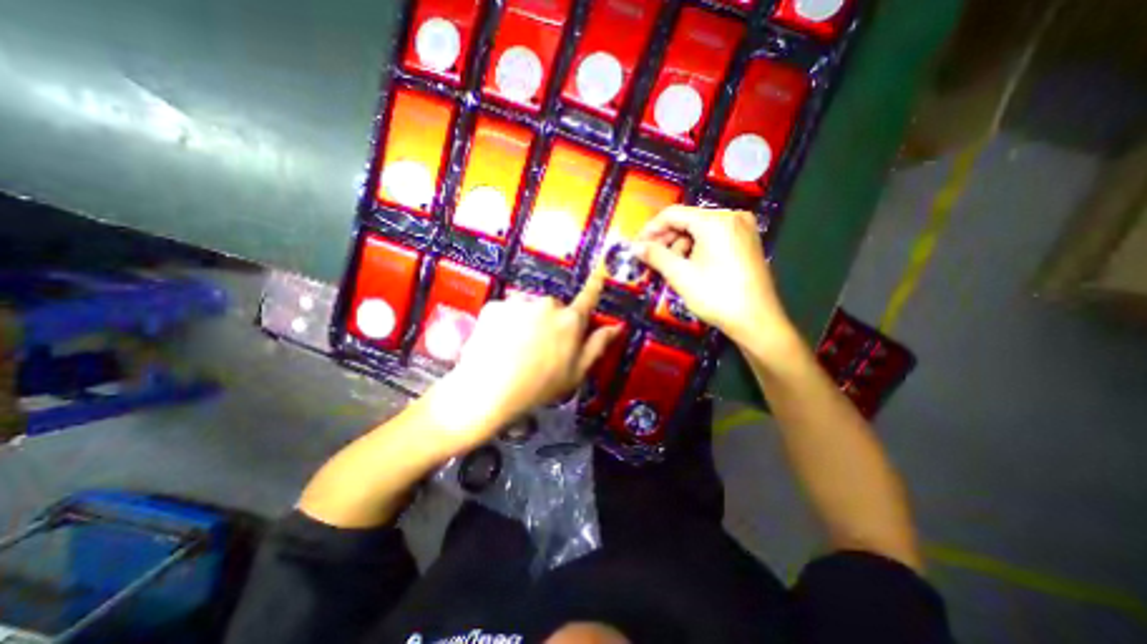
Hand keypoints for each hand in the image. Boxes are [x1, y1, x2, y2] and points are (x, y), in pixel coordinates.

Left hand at [419, 265, 617, 451]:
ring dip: (526, 320)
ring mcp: (519, 303)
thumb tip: (617, 326)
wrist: (489, 391)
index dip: (594, 285)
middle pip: (553, 307)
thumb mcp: (576, 372)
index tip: (599, 272)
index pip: (587, 298)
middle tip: (539, 346)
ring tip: (515, 346)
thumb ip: (597, 345)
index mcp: (570, 321)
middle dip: (550, 320)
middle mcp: (547, 304)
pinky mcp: (495, 305)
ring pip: (528, 308)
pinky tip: (498, 343)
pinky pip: (505, 311)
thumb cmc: (540, 386)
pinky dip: (504, 323)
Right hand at [632, 207, 794, 348]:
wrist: (756, 321)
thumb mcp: (680, 275)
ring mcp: (743, 228)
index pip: (673, 214)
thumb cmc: (716, 296)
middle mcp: (731, 216)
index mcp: (715, 220)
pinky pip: (714, 236)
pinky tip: (690, 265)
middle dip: (666, 238)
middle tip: (649, 257)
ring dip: (681, 245)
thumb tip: (635, 247)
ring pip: (700, 229)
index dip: (651, 229)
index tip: (636, 245)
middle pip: (688, 220)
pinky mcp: (747, 241)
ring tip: (670, 266)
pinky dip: (697, 248)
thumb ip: (655, 256)